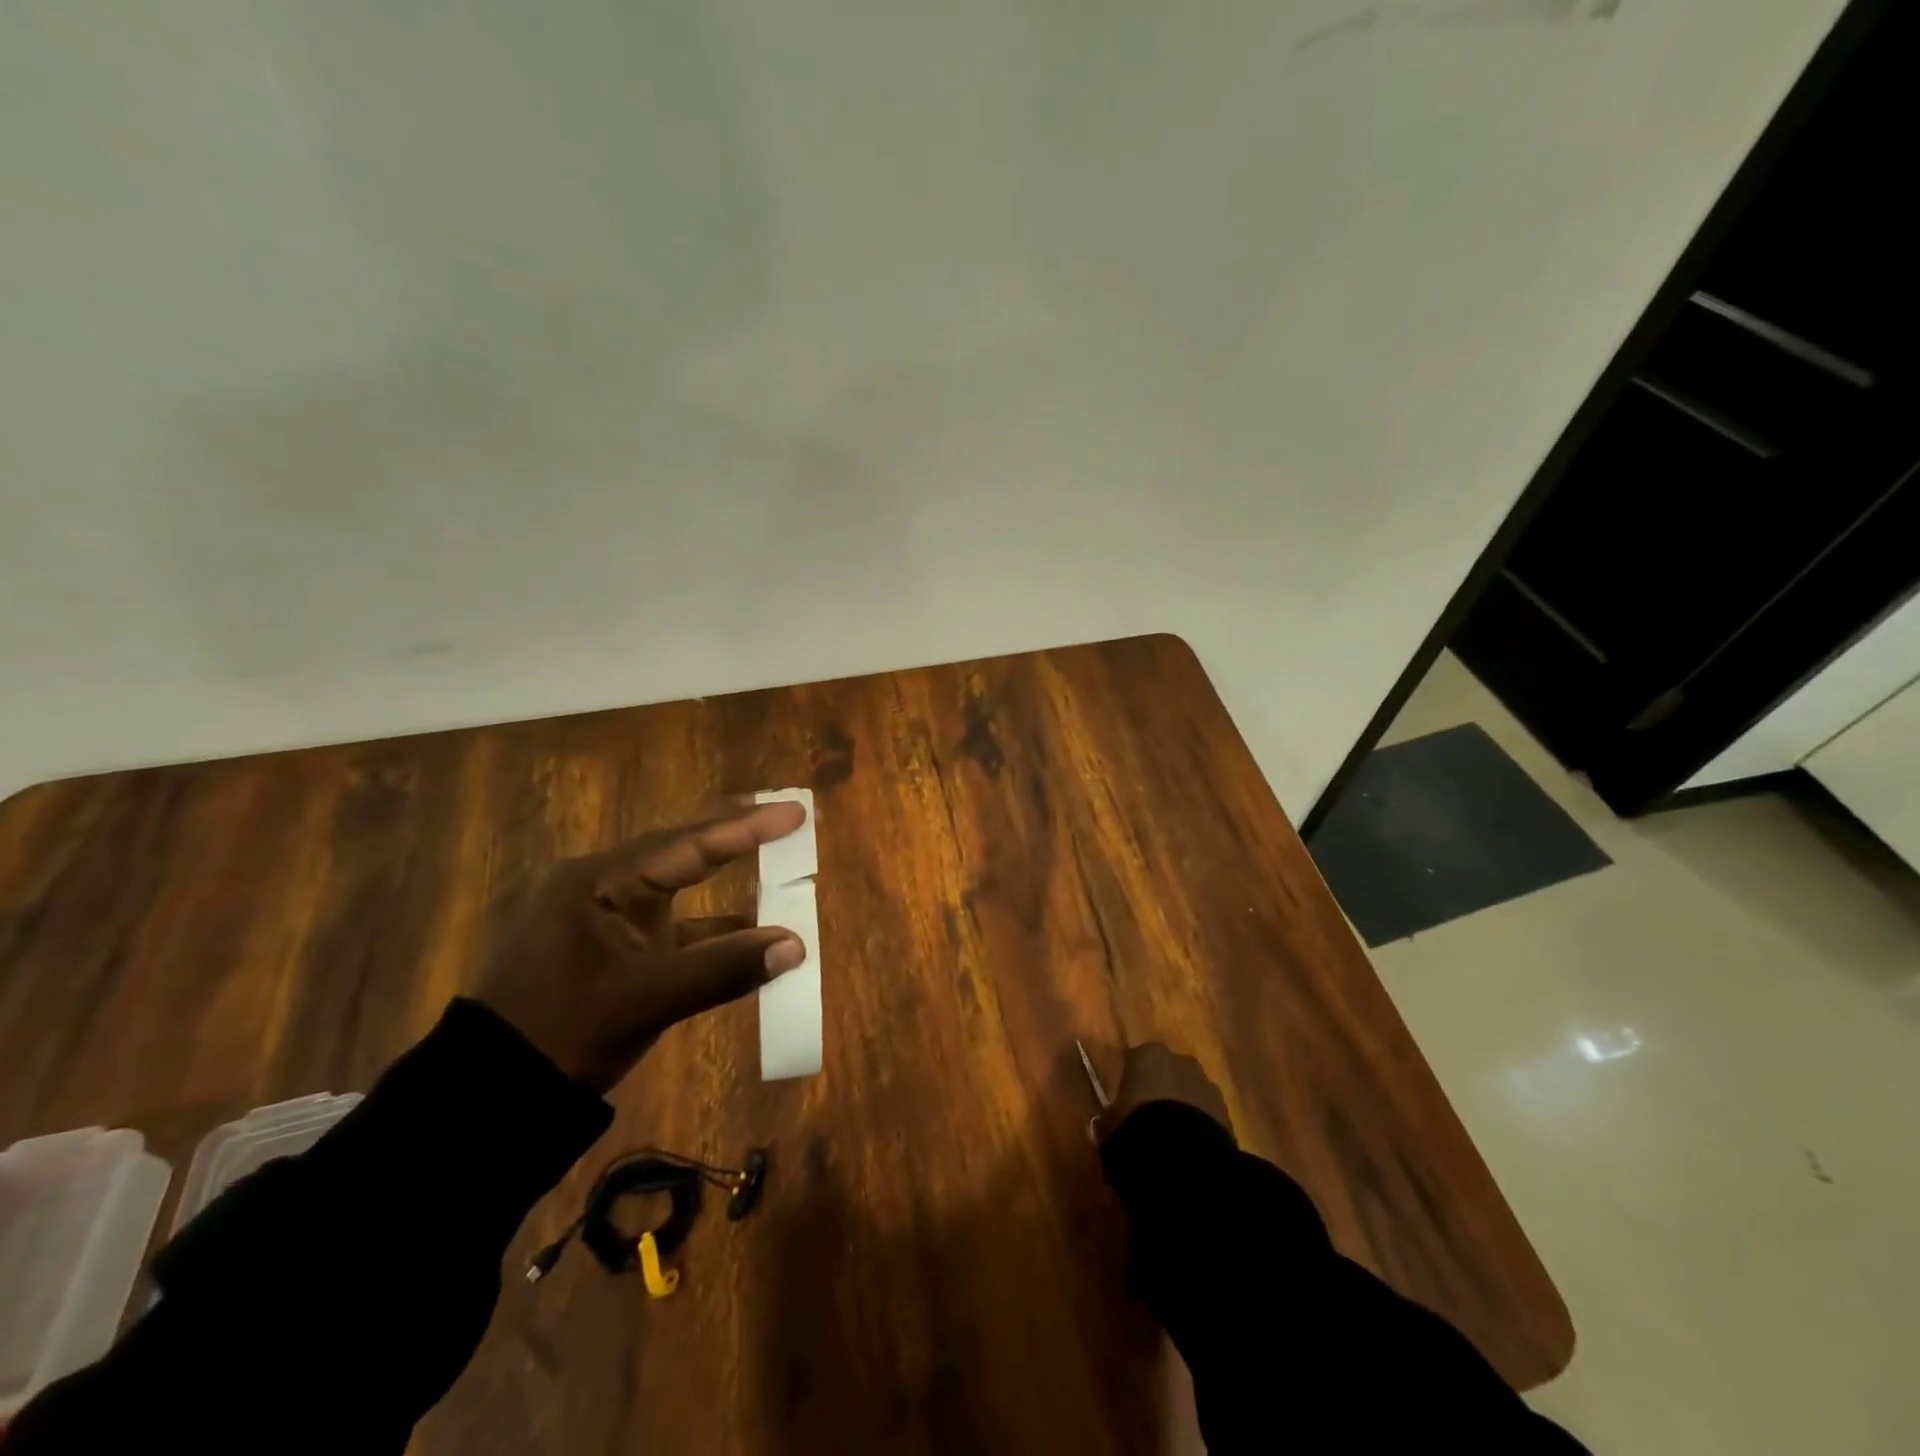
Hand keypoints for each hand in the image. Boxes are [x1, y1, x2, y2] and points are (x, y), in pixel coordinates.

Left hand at [475, 801, 808, 1090]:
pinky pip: (681, 935)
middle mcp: (607, 889)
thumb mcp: (643, 999)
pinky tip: (756, 940)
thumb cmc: (560, 1031)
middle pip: (685, 854)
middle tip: (788, 816)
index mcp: (599, 882)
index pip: (686, 844)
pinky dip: (719, 938)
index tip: (795, 812)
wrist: (493, 1100)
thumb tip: (796, 946)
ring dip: (734, 891)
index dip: (746, 828)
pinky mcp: (621, 956)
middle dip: (737, 837)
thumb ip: (722, 969)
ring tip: (783, 870)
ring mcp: (613, 923)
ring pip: (687, 895)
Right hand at [1094, 1042, 1232, 1144]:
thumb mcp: (1109, 1128)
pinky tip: (1189, 1150)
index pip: (1135, 1060)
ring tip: (1172, 1140)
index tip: (1125, 1103)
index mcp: (1147, 1055)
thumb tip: (1103, 1123)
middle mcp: (1180, 1061)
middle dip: (1161, 1090)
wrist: (1184, 1160)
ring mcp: (1207, 1085)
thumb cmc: (1136, 1129)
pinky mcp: (1228, 1113)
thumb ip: (1108, 1121)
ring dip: (1183, 1108)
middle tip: (1149, 1119)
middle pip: (1168, 1072)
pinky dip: (1199, 1127)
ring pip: (1190, 1092)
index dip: (1131, 1082)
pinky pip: (1207, 1115)